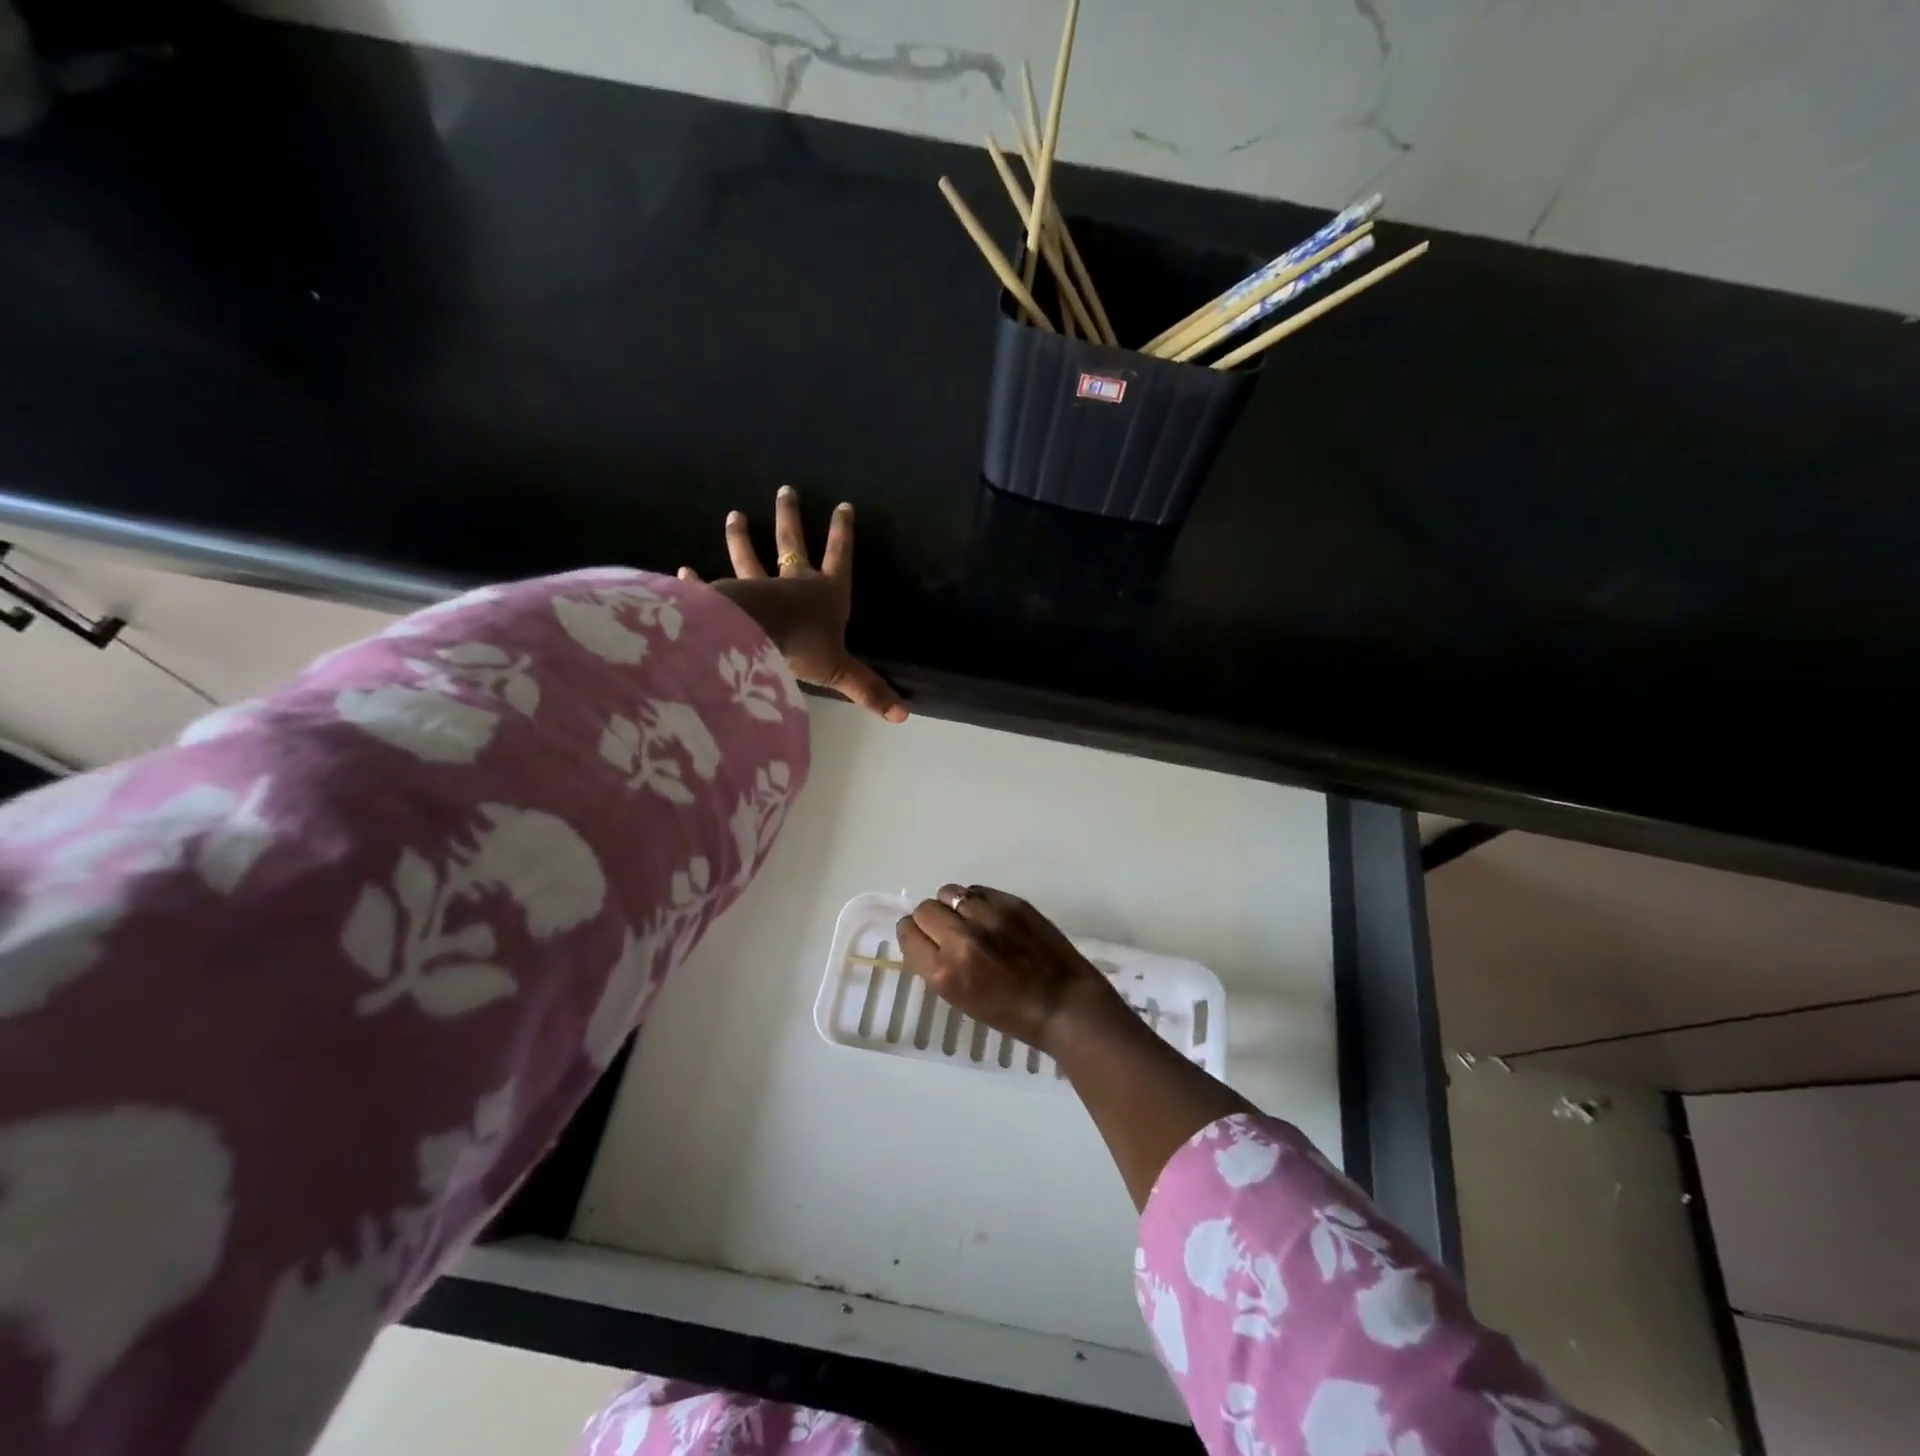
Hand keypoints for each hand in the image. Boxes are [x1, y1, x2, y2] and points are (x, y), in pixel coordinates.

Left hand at [680, 486, 905, 721]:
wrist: (757, 637)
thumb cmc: (803, 647)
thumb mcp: (840, 672)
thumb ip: (867, 690)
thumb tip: (903, 716)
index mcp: (825, 594)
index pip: (839, 557)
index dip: (842, 534)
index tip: (842, 506)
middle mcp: (792, 583)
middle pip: (792, 543)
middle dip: (790, 518)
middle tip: (785, 490)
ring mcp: (756, 589)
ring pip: (749, 558)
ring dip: (742, 537)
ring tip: (733, 515)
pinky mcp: (725, 600)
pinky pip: (711, 589)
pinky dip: (698, 582)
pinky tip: (683, 572)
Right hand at [896, 885, 1119, 1052]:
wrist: (1063, 1004)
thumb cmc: (1011, 1014)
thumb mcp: (961, 998)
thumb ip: (939, 966)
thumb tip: (927, 938)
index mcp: (943, 972)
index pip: (908, 933)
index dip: (913, 933)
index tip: (922, 937)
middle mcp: (960, 939)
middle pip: (925, 909)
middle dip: (931, 918)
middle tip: (947, 930)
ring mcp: (987, 916)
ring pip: (950, 892)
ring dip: (953, 905)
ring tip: (969, 919)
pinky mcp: (1011, 902)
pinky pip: (978, 890)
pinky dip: (977, 900)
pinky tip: (990, 916)